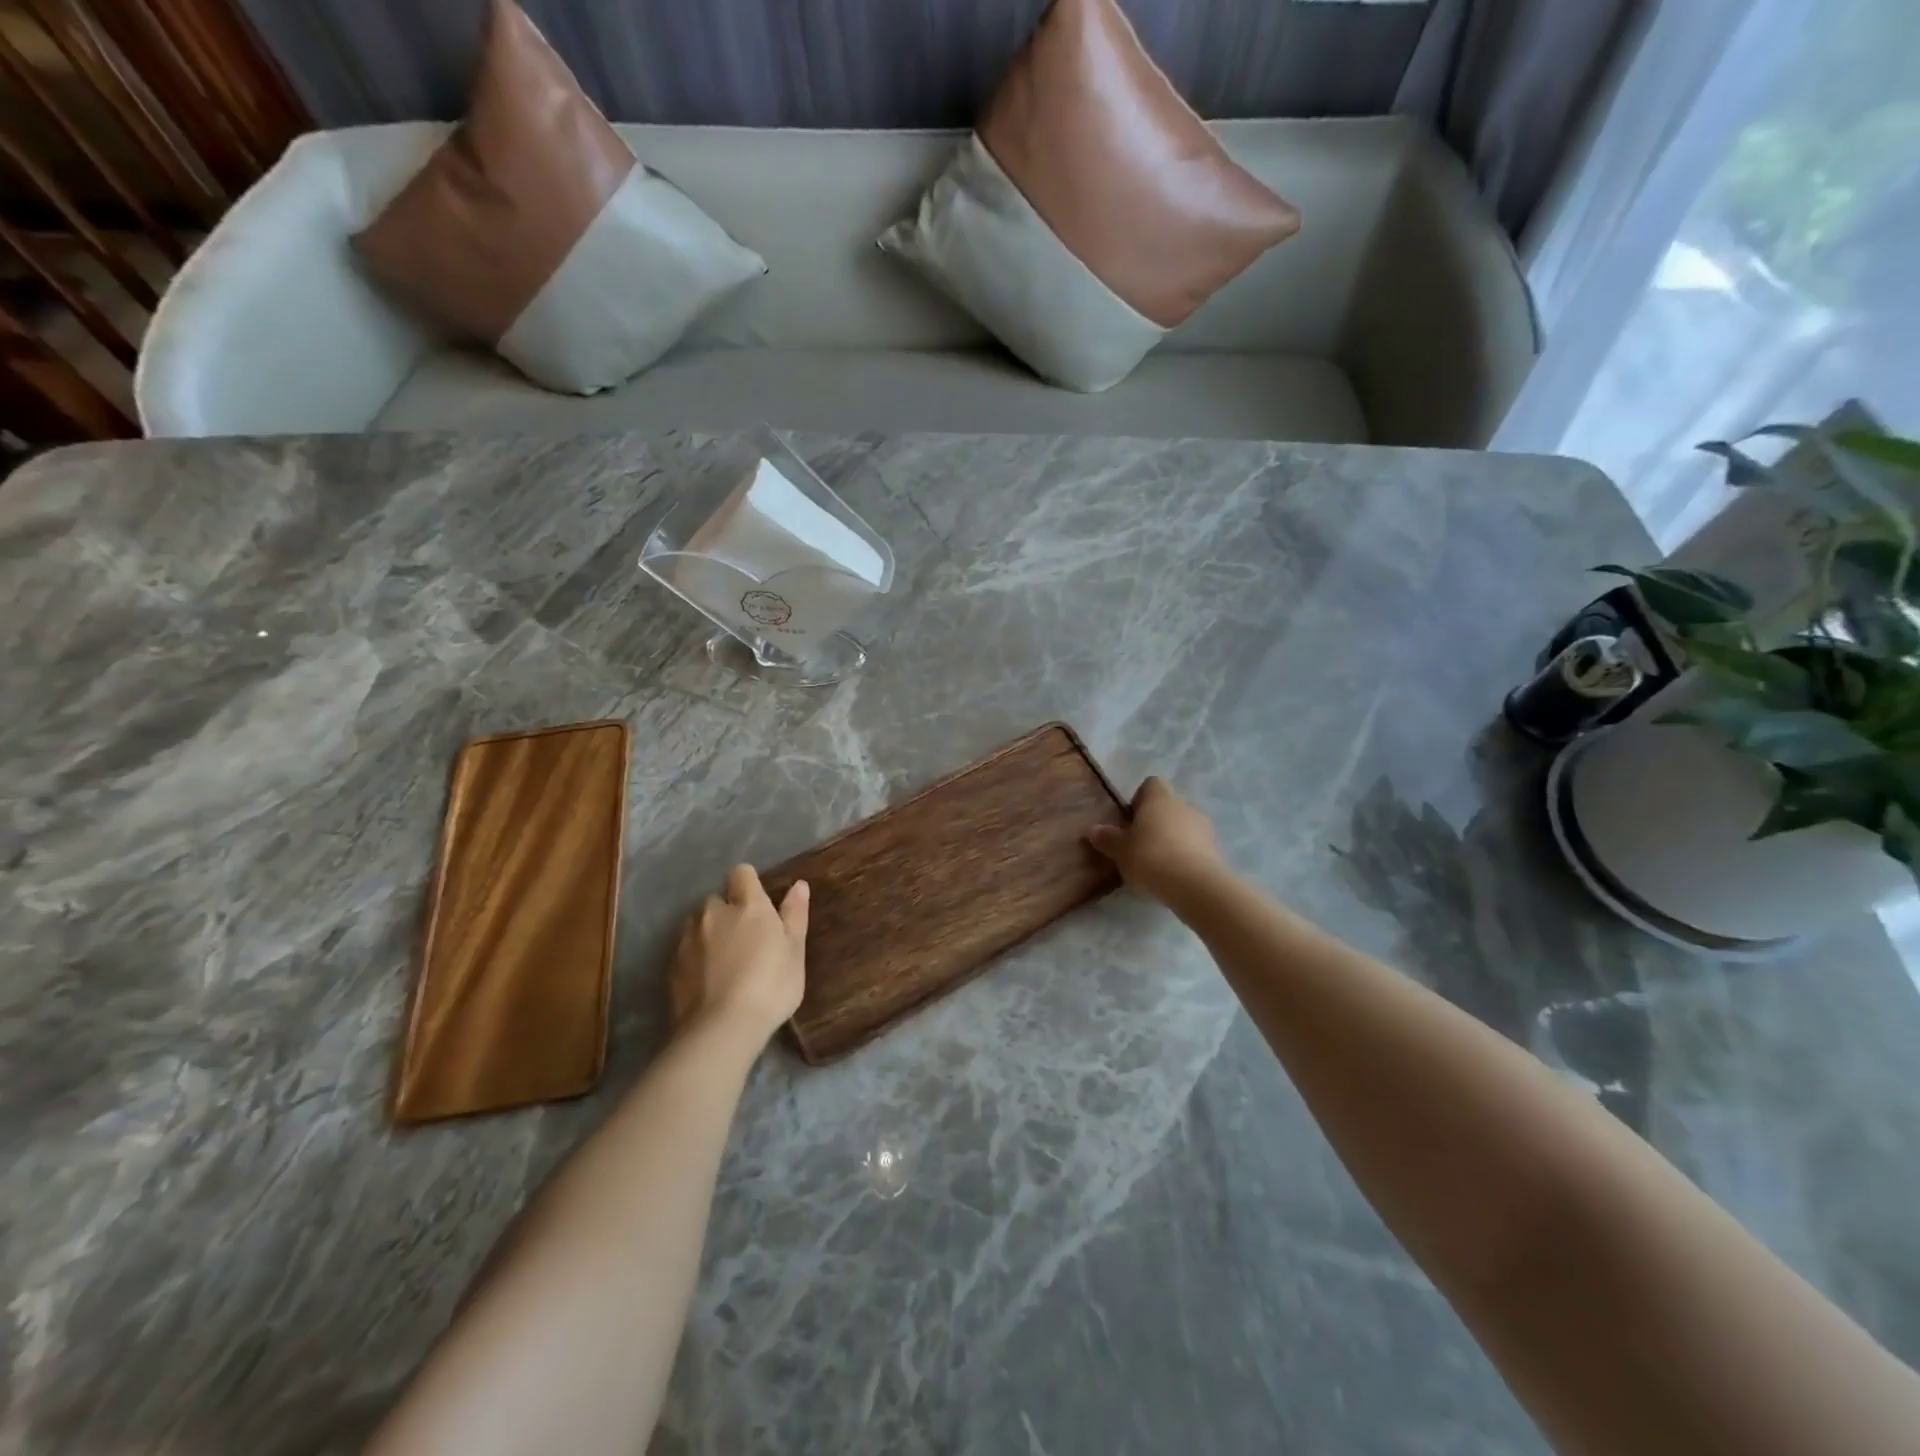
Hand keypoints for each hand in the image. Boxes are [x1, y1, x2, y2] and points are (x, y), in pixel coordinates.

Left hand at [669, 865, 808, 1046]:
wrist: (722, 1029)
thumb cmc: (770, 986)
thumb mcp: (795, 951)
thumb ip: (794, 914)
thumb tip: (799, 885)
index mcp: (747, 905)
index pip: (742, 873)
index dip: (749, 884)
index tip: (759, 904)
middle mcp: (713, 913)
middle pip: (716, 899)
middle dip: (726, 911)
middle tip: (744, 938)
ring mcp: (688, 940)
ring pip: (696, 924)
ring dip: (708, 933)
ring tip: (723, 961)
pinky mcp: (672, 967)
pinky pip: (685, 951)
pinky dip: (695, 959)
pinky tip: (707, 981)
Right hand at [1086, 777, 1225, 905]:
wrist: (1195, 886)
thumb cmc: (1151, 857)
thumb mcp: (1120, 850)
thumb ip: (1107, 838)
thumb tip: (1093, 830)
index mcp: (1159, 798)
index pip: (1151, 784)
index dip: (1139, 799)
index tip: (1130, 820)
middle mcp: (1183, 805)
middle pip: (1167, 806)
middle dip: (1155, 822)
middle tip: (1139, 845)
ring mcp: (1203, 827)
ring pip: (1182, 826)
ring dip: (1171, 839)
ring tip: (1157, 863)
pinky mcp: (1215, 849)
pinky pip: (1194, 846)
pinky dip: (1185, 855)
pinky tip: (1173, 874)